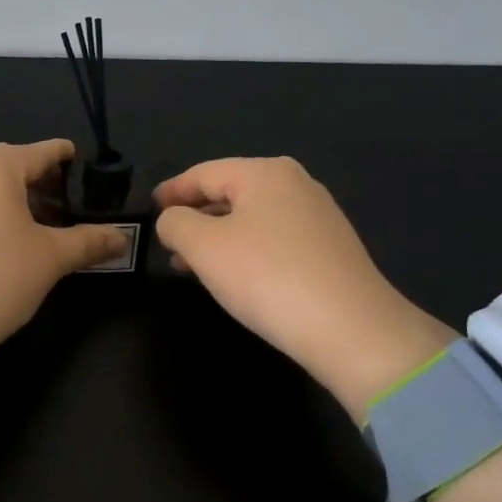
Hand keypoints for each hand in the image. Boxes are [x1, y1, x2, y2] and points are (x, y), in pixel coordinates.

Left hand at [0, 140, 127, 364]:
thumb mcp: (50, 258)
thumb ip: (88, 241)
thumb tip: (122, 238)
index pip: (41, 152)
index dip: (65, 157)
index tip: (82, 165)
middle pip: (10, 166)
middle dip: (38, 181)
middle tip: (64, 204)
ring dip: (11, 198)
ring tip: (36, 225)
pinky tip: (1, 240)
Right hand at [152, 157, 455, 415]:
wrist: (352, 329)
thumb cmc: (267, 276)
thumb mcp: (204, 247)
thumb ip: (176, 224)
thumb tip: (173, 219)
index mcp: (265, 172)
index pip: (204, 173)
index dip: (172, 190)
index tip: (150, 207)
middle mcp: (295, 184)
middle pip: (230, 192)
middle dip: (195, 216)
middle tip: (166, 239)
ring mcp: (318, 216)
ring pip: (252, 218)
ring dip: (217, 237)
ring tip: (190, 265)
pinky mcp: (331, 249)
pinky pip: (274, 239)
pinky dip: (245, 250)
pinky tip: (234, 276)